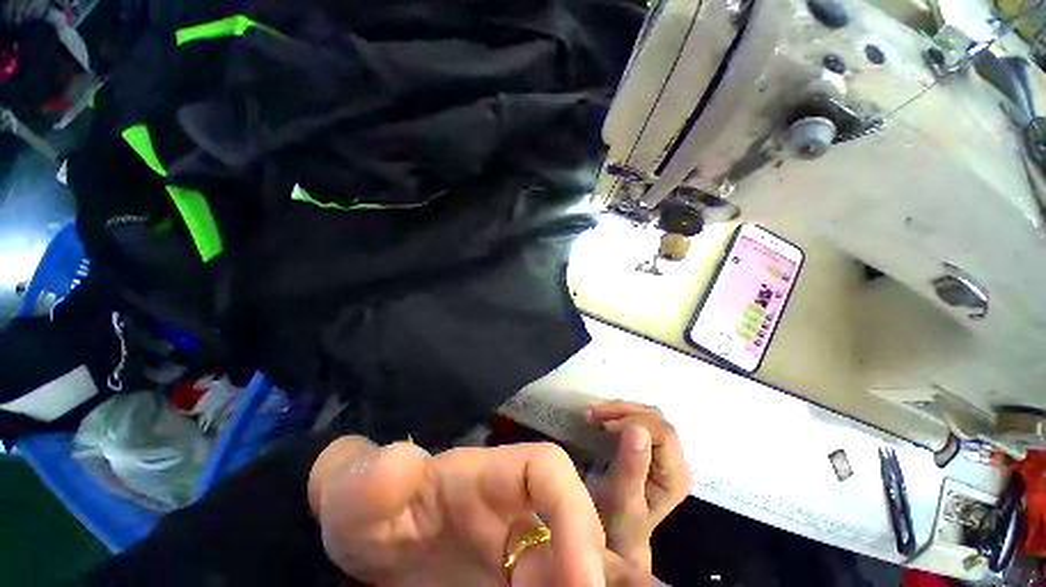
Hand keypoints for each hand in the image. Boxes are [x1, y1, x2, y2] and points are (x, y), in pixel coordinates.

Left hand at [308, 436, 653, 585]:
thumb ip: (376, 478)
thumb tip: (400, 464)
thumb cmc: (367, 509)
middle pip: (578, 522)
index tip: (582, 582)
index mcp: (490, 476)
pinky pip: (559, 583)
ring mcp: (520, 547)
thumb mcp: (360, 494)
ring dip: (603, 582)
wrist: (371, 539)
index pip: (549, 471)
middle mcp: (516, 507)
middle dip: (602, 567)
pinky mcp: (518, 578)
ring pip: (580, 558)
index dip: (575, 513)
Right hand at [585, 401, 689, 569]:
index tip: (604, 426)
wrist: (613, 539)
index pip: (664, 433)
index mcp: (674, 476)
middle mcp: (674, 460)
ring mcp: (662, 452)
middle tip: (593, 414)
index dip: (635, 421)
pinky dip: (616, 414)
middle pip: (656, 418)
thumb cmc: (617, 527)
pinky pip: (636, 419)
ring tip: (592, 414)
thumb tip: (638, 429)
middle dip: (623, 410)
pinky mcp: (648, 447)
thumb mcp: (622, 502)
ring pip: (646, 414)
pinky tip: (598, 417)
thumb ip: (632, 468)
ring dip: (618, 409)